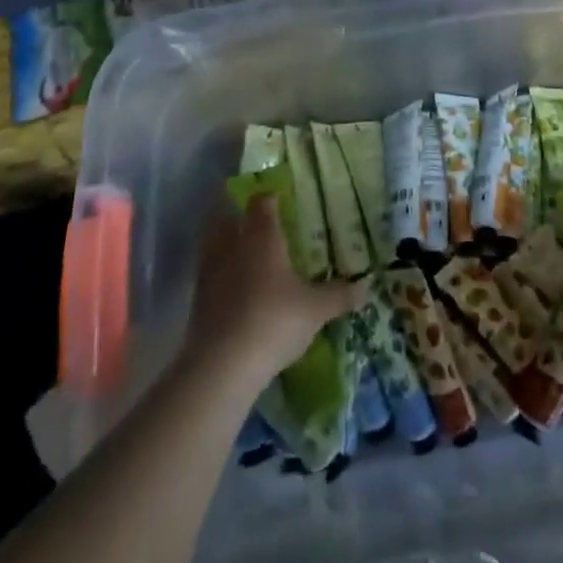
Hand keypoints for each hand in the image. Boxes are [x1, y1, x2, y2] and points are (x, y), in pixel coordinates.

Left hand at [182, 195, 363, 389]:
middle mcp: (232, 246)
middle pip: (226, 216)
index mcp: (262, 237)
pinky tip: (233, 287)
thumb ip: (339, 296)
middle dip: (237, 213)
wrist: (222, 365)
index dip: (269, 197)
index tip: (279, 198)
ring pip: (212, 243)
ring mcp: (210, 272)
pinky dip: (218, 272)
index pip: (261, 203)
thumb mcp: (316, 310)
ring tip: (242, 251)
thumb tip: (366, 286)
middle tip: (254, 219)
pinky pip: (207, 273)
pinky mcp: (197, 300)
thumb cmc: (274, 321)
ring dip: (223, 241)